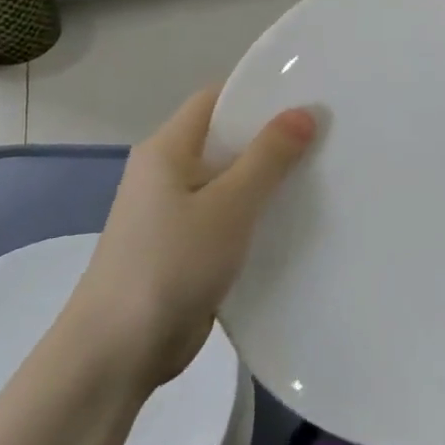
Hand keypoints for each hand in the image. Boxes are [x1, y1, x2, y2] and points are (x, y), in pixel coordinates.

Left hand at [68, 87, 316, 388]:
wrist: (117, 352)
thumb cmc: (171, 263)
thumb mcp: (229, 205)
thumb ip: (268, 157)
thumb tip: (304, 112)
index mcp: (168, 149)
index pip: (216, 99)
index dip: (259, 93)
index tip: (308, 97)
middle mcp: (167, 172)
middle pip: (225, 139)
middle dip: (272, 138)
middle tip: (327, 136)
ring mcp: (173, 213)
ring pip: (229, 181)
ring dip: (268, 180)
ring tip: (322, 174)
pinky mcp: (183, 248)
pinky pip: (226, 217)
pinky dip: (256, 215)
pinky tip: (293, 222)